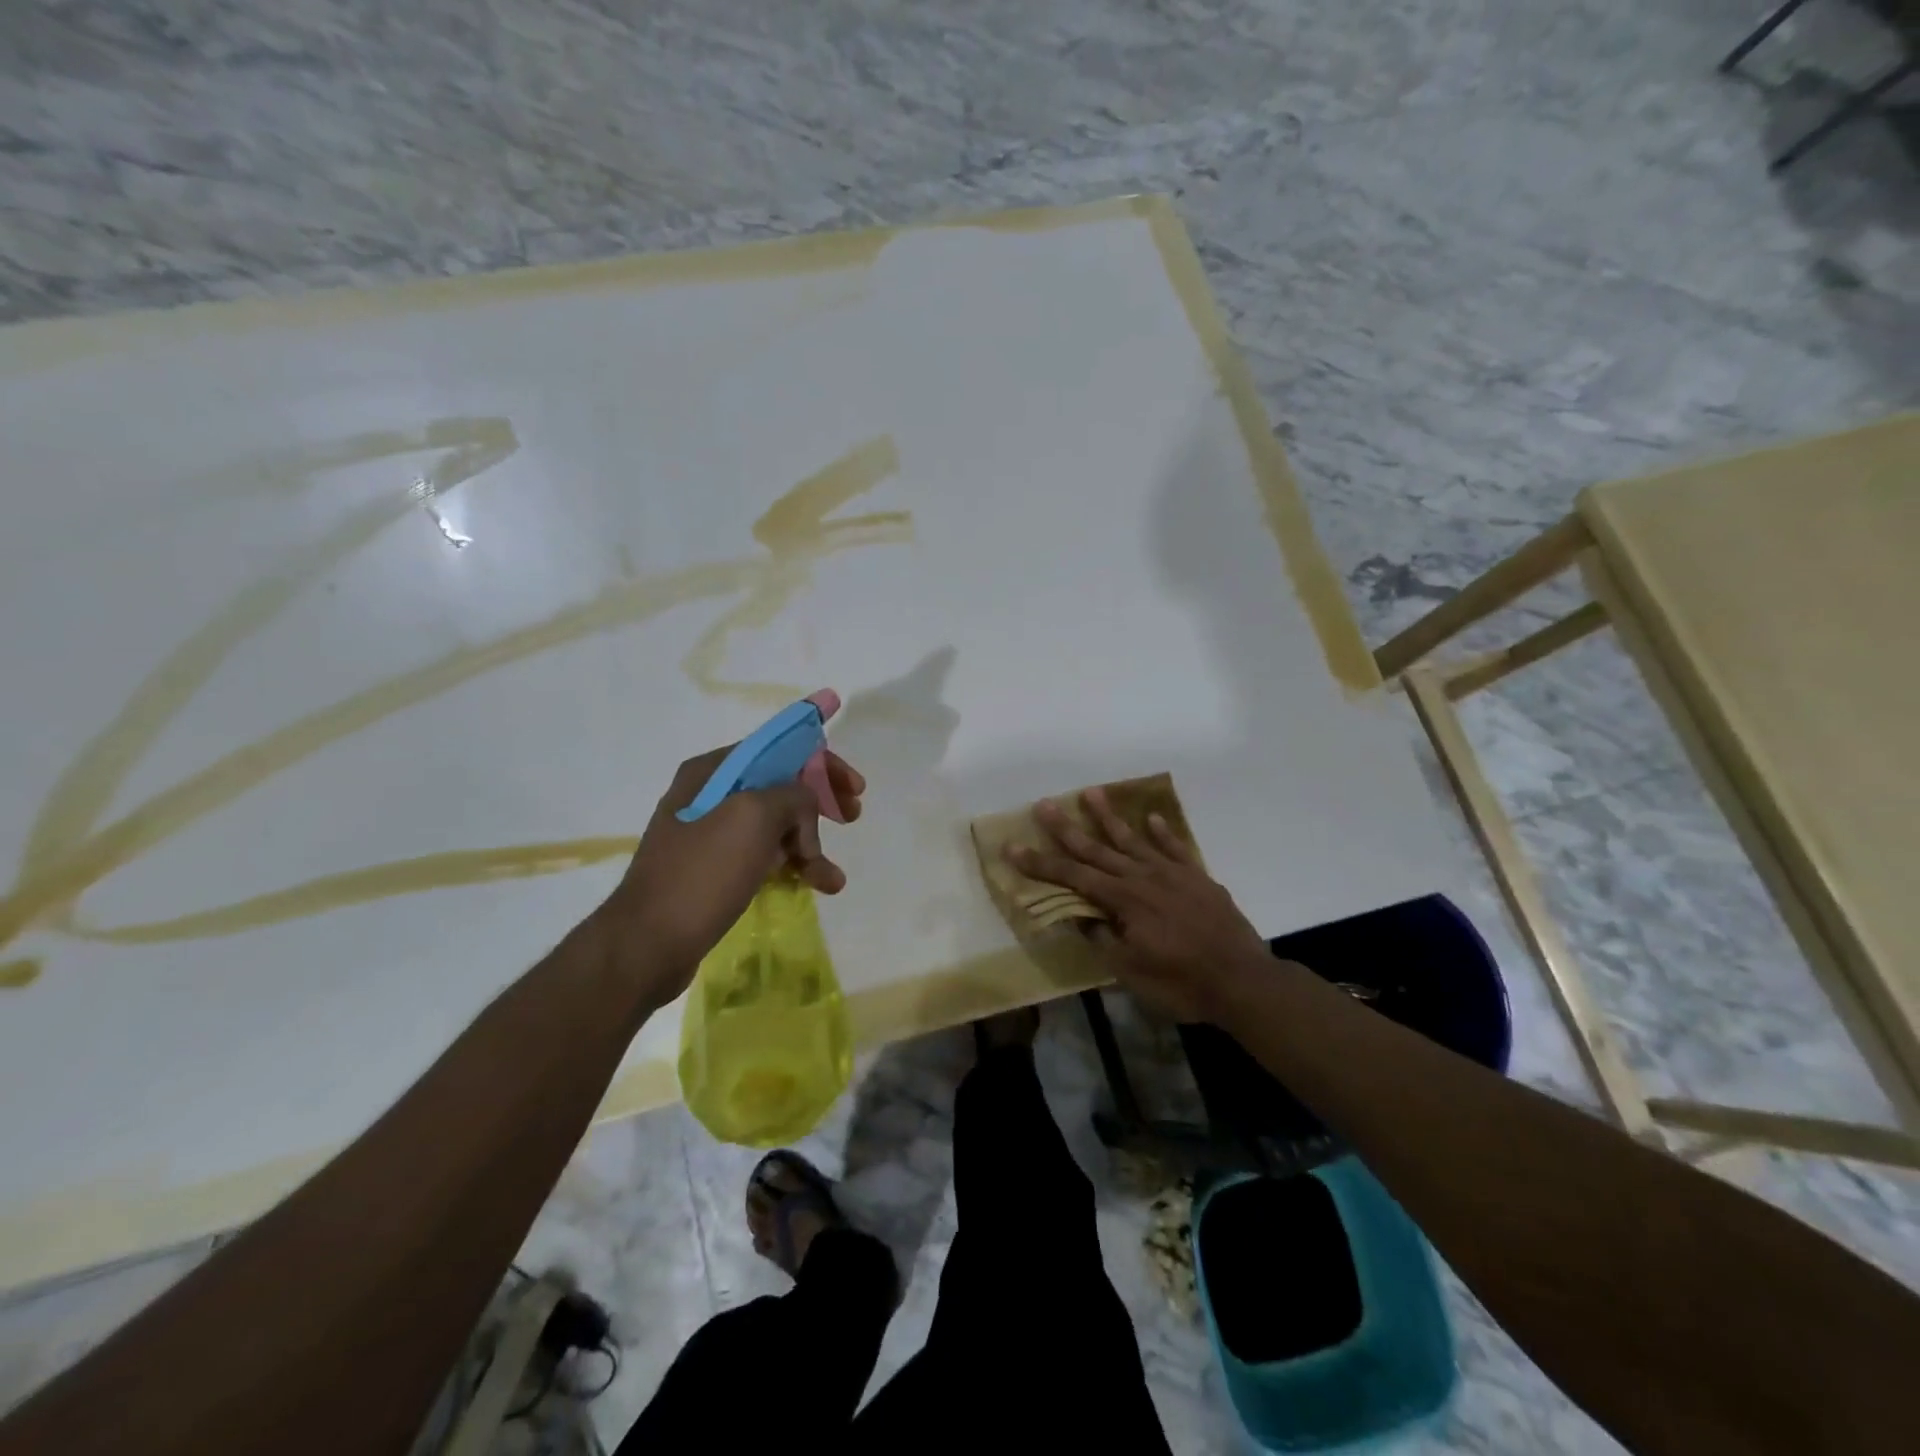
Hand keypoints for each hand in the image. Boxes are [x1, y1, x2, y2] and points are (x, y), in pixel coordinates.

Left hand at [599, 744, 864, 1003]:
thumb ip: (792, 796)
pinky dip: (791, 867)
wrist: (647, 945)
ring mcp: (710, 834)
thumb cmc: (702, 873)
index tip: (856, 787)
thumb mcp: (754, 818)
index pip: (779, 749)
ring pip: (776, 827)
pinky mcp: (714, 870)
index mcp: (713, 771)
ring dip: (810, 845)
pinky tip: (815, 886)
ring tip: (832, 878)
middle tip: (852, 817)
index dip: (822, 763)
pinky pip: (764, 856)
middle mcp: (710, 795)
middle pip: (781, 786)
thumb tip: (804, 808)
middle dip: (819, 803)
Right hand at [1006, 787, 1268, 1021]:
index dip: (1041, 863)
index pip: (1073, 877)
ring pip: (1134, 839)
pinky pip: (1176, 847)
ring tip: (1092, 792)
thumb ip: (1103, 938)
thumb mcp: (1131, 971)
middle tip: (1045, 804)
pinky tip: (1152, 818)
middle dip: (1067, 828)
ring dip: (1110, 817)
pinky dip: (1163, 832)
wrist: (1243, 980)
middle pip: (1098, 849)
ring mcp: (1173, 873)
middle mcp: (1143, 877)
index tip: (1013, 847)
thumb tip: (1078, 915)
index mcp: (1124, 900)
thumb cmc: (1181, 982)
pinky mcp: (1198, 877)